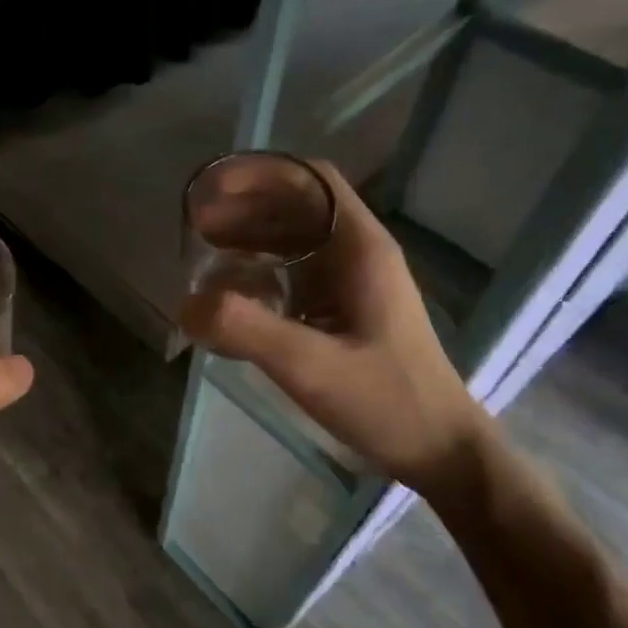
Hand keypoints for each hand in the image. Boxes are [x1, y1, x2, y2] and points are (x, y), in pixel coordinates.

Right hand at [179, 161, 488, 493]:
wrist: (440, 452)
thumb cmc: (386, 401)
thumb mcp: (310, 366)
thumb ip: (245, 330)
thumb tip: (186, 304)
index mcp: (361, 249)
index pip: (311, 181)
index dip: (260, 175)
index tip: (213, 192)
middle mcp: (358, 254)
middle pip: (296, 206)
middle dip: (244, 208)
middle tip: (196, 229)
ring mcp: (352, 283)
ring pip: (294, 240)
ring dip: (250, 239)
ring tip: (205, 256)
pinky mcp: (344, 310)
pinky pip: (294, 273)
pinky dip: (259, 272)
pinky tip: (233, 297)